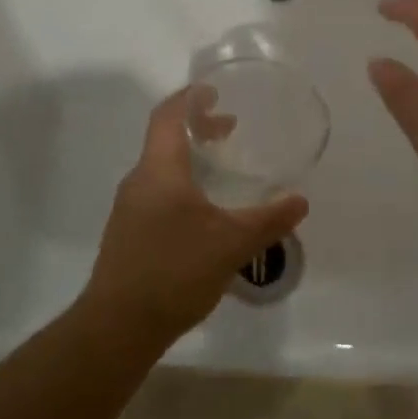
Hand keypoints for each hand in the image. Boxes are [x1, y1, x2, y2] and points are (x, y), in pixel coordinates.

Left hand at [80, 87, 308, 348]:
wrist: (117, 327)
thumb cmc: (174, 271)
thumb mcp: (231, 244)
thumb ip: (268, 220)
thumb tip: (300, 201)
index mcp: (160, 170)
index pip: (168, 115)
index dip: (190, 97)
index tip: (213, 91)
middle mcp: (140, 181)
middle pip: (165, 138)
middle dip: (197, 128)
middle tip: (229, 129)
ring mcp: (129, 209)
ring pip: (160, 167)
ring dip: (189, 158)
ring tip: (220, 169)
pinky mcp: (128, 233)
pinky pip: (156, 192)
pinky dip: (180, 183)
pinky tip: (202, 213)